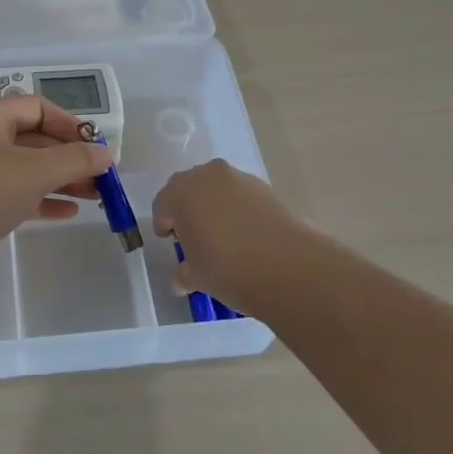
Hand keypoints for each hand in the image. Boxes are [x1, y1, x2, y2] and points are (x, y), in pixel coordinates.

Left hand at [0, 96, 113, 262]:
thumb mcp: (35, 171)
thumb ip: (76, 159)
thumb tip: (106, 152)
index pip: (38, 107)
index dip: (71, 124)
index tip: (97, 147)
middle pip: (34, 139)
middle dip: (70, 157)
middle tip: (102, 177)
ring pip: (26, 168)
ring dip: (60, 179)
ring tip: (95, 197)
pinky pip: (14, 193)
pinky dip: (41, 199)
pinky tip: (67, 213)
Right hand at [152, 159, 325, 308]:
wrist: (289, 266)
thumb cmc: (227, 268)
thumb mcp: (196, 277)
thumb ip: (183, 272)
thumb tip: (182, 278)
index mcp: (180, 192)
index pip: (163, 205)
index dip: (165, 225)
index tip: (173, 243)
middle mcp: (207, 176)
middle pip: (190, 190)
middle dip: (189, 210)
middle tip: (196, 238)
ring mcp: (240, 178)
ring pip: (218, 190)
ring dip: (216, 208)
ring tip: (225, 239)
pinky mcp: (267, 187)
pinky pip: (243, 197)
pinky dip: (240, 211)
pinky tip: (249, 237)